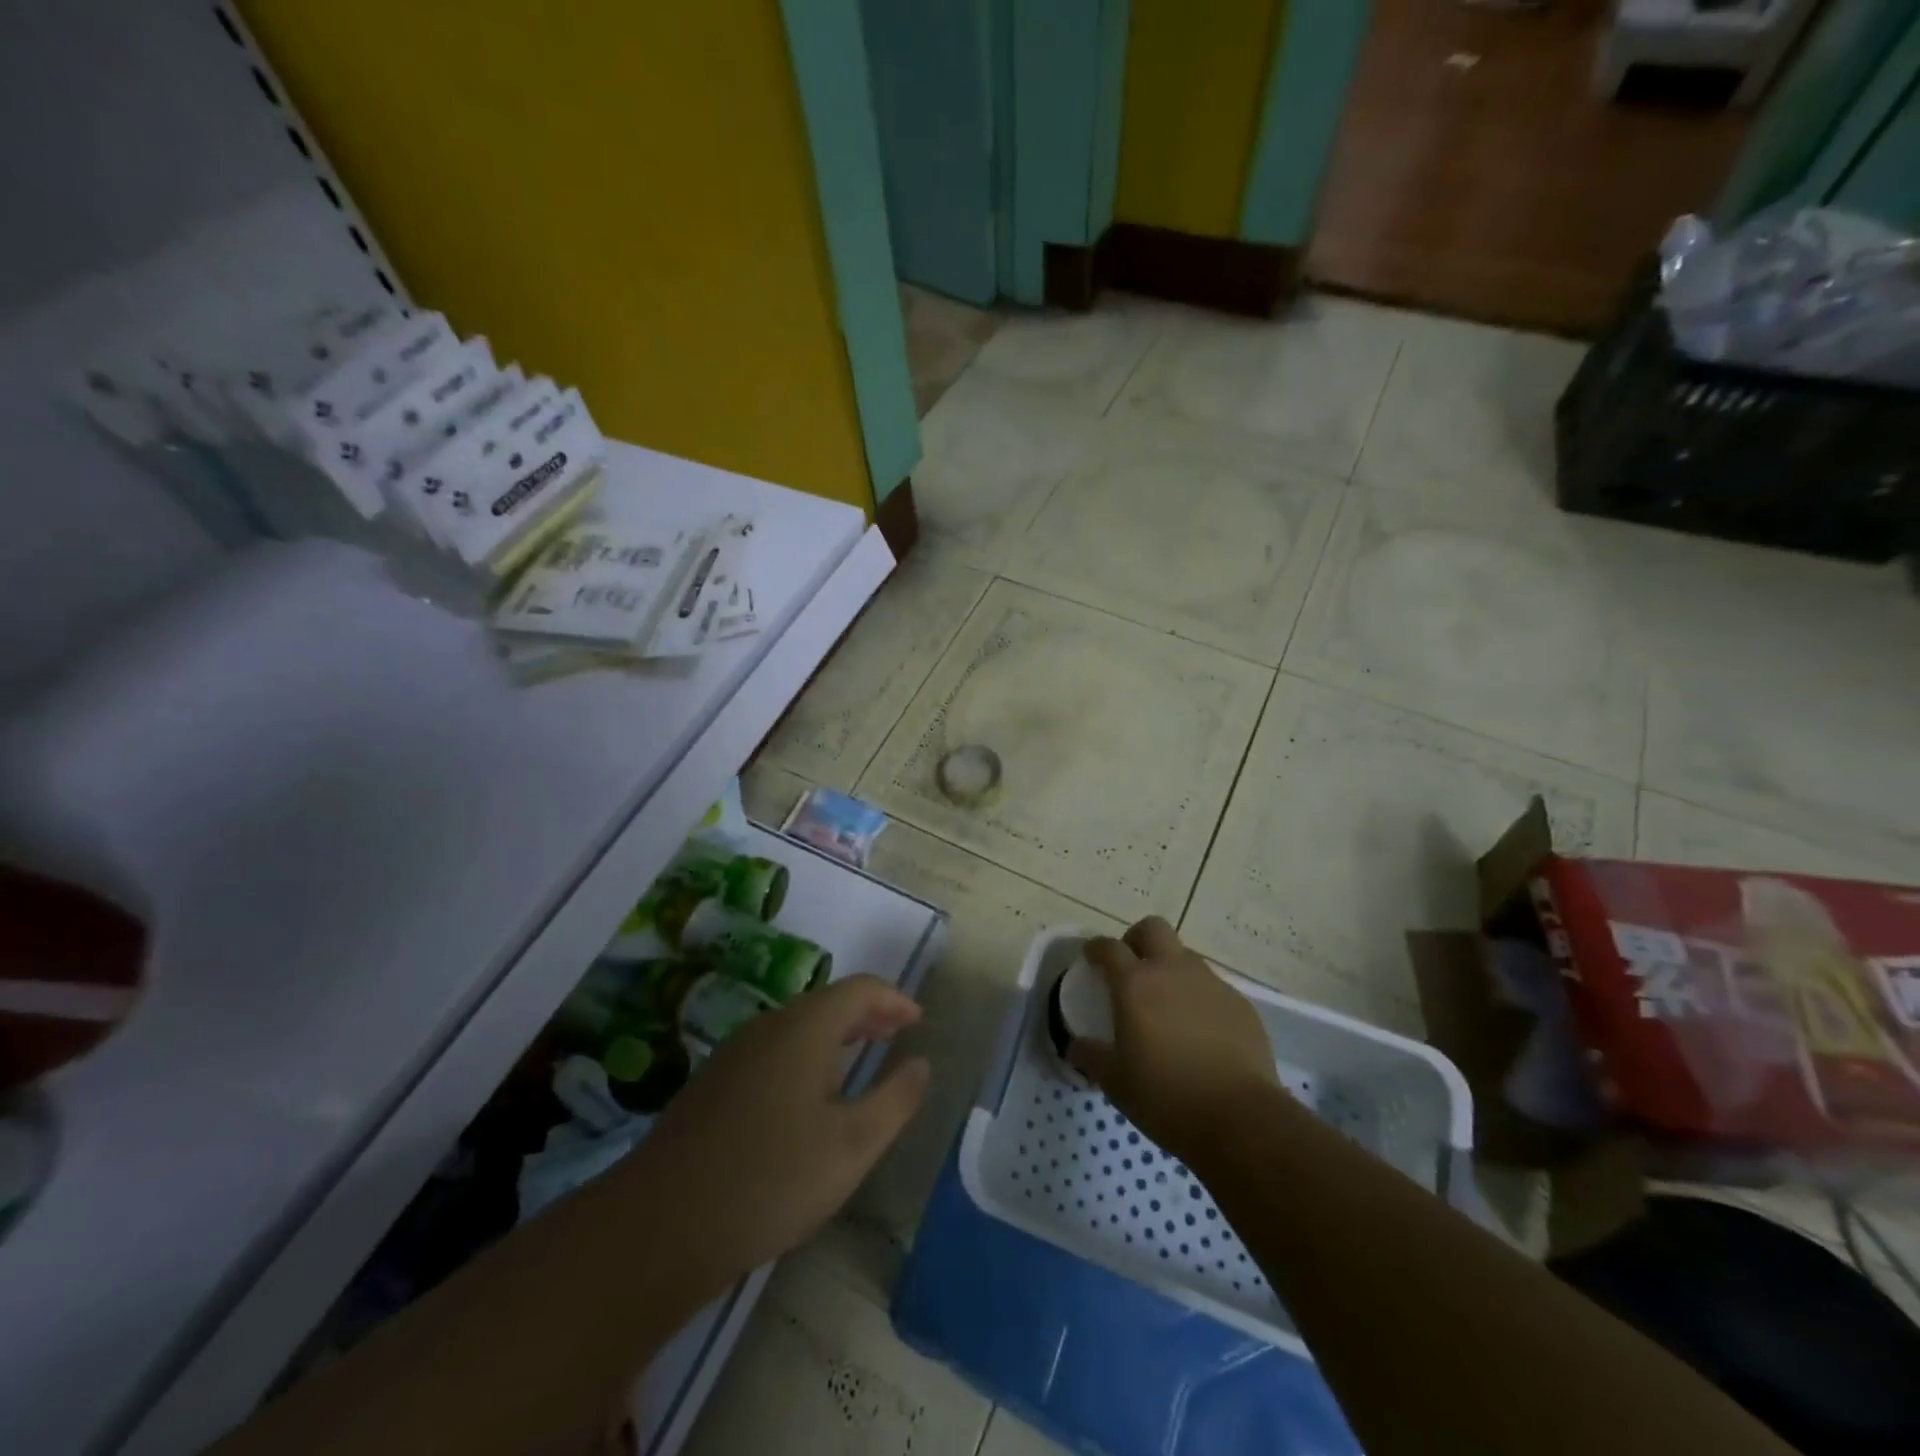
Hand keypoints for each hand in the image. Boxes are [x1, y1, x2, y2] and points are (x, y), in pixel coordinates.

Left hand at [618, 975, 929, 1288]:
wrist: (659, 1227)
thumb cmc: (770, 1180)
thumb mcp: (851, 1146)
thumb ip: (894, 1100)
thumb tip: (921, 1063)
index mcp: (804, 1028)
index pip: (859, 990)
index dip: (894, 1000)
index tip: (918, 1021)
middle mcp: (767, 1027)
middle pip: (827, 1004)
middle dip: (867, 1015)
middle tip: (897, 1034)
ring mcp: (734, 1054)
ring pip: (797, 1028)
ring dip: (835, 1036)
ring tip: (859, 1061)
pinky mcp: (712, 1085)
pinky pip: (773, 1051)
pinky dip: (806, 1057)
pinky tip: (808, 1097)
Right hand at [1067, 917, 1279, 1164]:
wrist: (1241, 1119)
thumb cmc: (1166, 1098)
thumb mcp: (1115, 1083)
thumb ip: (1091, 1056)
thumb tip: (1075, 1045)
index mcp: (1135, 984)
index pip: (1109, 947)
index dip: (1096, 948)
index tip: (1091, 959)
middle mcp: (1173, 971)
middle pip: (1152, 929)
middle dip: (1137, 940)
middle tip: (1131, 969)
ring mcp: (1211, 984)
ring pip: (1185, 957)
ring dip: (1171, 969)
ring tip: (1167, 1006)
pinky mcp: (1240, 1004)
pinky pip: (1212, 987)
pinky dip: (1199, 998)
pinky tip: (1200, 1032)